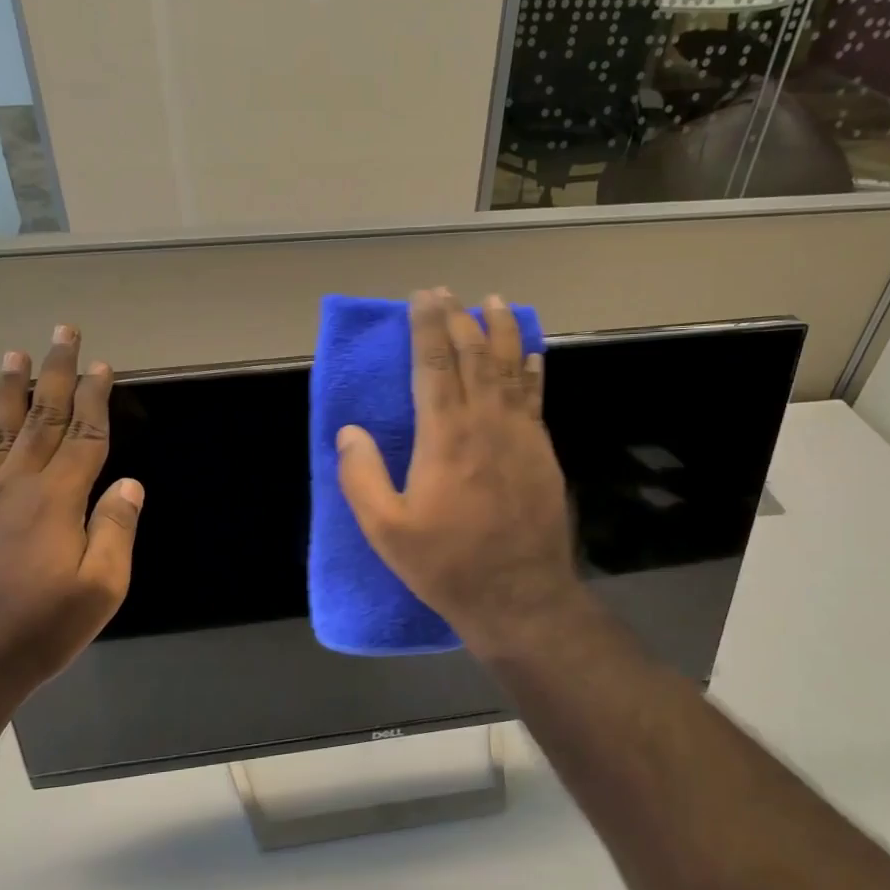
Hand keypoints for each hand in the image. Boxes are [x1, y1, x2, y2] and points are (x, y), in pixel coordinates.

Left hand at [0, 325, 142, 705]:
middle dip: (57, 374)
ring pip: (1, 429)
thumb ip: (116, 530)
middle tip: (63, 334)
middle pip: (44, 418)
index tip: (104, 366)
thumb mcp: (100, 589)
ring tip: (15, 354)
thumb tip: (129, 483)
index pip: (86, 436)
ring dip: (11, 389)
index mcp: (59, 500)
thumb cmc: (39, 629)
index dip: (97, 399)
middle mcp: (18, 484)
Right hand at [336, 289, 582, 658]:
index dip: (427, 327)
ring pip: (512, 368)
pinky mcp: (542, 452)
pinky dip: (533, 368)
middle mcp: (485, 423)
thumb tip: (348, 432)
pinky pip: (536, 396)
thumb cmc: (447, 564)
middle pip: (474, 356)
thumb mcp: (386, 530)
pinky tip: (533, 353)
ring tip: (495, 302)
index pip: (434, 366)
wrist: (519, 596)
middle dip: (460, 318)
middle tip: (448, 292)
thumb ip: (361, 477)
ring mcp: (520, 435)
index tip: (422, 297)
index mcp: (444, 437)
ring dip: (502, 331)